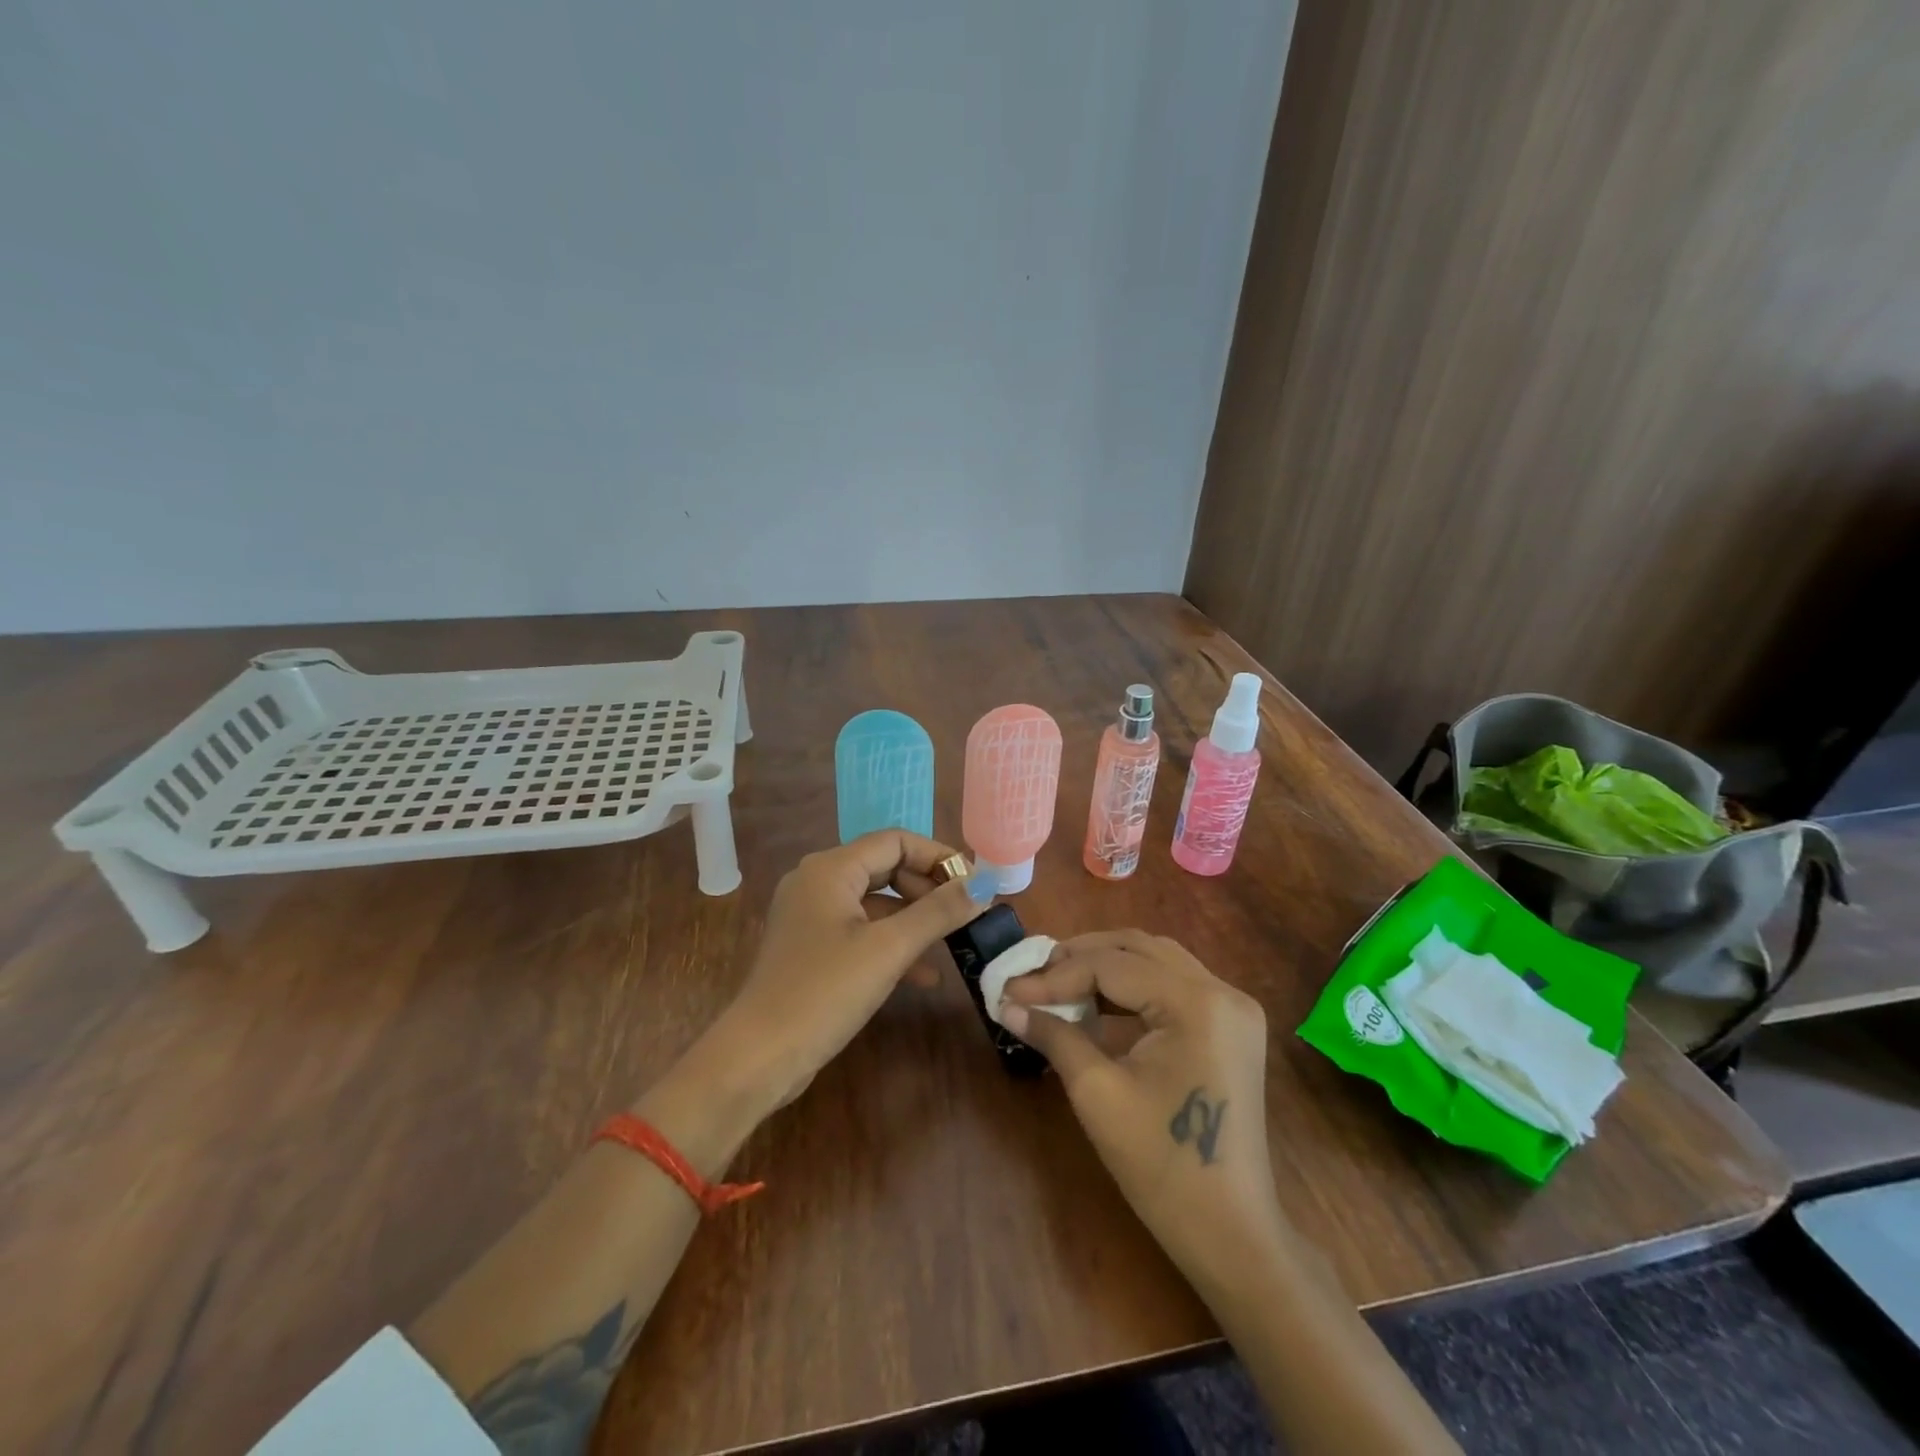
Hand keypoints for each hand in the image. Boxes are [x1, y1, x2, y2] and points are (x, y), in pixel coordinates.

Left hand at [701, 831, 986, 1114]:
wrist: (759, 1057)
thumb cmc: (824, 991)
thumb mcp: (889, 949)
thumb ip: (938, 912)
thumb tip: (983, 884)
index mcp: (831, 869)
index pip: (895, 841)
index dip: (938, 856)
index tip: (974, 882)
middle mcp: (817, 882)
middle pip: (885, 867)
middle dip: (928, 888)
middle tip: (965, 912)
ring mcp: (811, 916)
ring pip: (875, 903)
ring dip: (914, 919)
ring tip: (953, 939)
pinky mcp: (812, 948)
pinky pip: (861, 931)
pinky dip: (892, 944)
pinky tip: (925, 975)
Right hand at [999, 931, 1288, 1299]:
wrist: (1231, 1234)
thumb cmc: (1162, 1166)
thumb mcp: (1098, 1094)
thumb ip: (1054, 1035)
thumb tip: (1008, 1005)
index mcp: (1197, 1003)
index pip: (1112, 966)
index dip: (1056, 975)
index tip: (1010, 990)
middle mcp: (1222, 991)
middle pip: (1138, 947)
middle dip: (1081, 956)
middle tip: (1033, 975)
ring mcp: (1233, 1008)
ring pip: (1157, 959)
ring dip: (1106, 964)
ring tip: (1059, 982)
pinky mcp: (1231, 1027)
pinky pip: (1174, 984)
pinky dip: (1132, 985)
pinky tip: (1098, 1002)